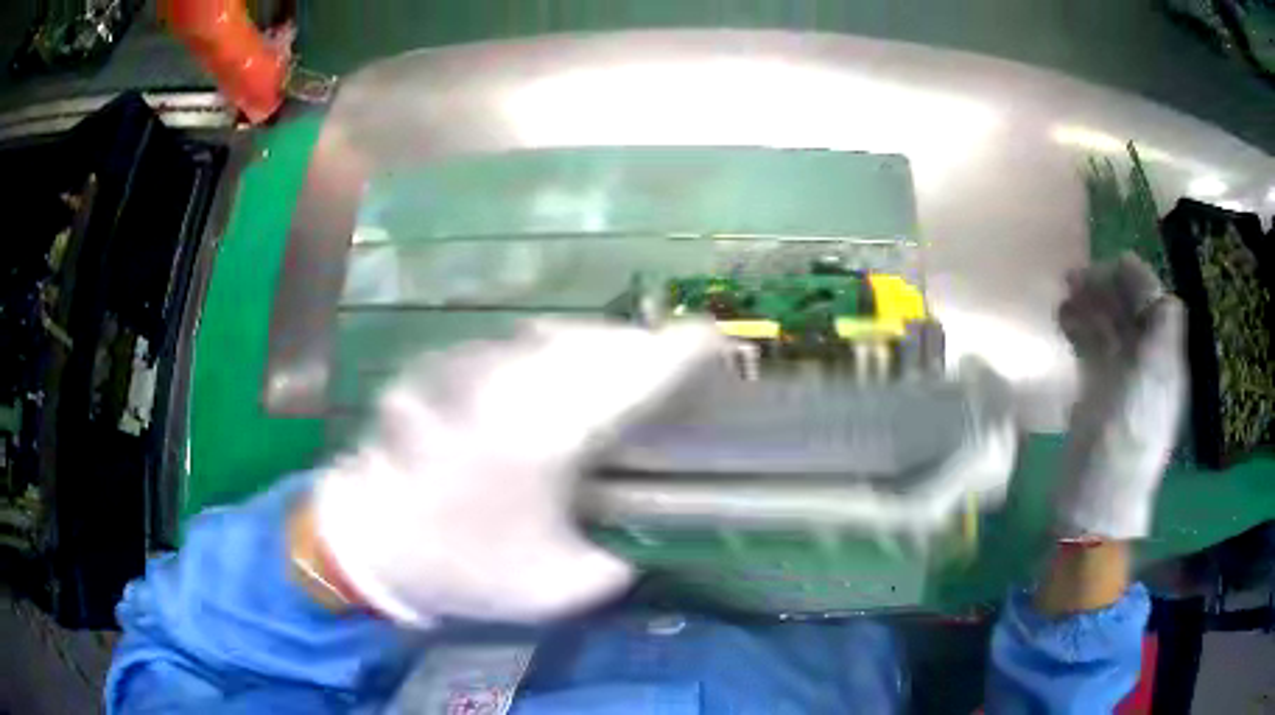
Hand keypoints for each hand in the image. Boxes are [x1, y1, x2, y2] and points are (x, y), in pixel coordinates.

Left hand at [308, 320, 722, 624]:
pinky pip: (507, 346)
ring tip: (615, 365)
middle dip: (639, 347)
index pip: (632, 376)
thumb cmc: (462, 567)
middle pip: (595, 342)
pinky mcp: (440, 369)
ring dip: (591, 345)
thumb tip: (647, 546)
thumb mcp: (557, 587)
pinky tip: (546, 370)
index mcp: (546, 439)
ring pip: (549, 336)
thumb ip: (617, 566)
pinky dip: (539, 352)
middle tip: (667, 362)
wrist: (371, 545)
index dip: (680, 352)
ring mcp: (468, 370)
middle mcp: (509, 387)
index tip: (715, 341)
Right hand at [1055, 254, 1185, 539]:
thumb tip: (1161, 293)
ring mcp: (1120, 379)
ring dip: (1088, 307)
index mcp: (1164, 360)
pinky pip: (1091, 349)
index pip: (1156, 303)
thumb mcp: (1153, 383)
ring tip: (1063, 297)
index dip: (1135, 282)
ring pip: (1108, 328)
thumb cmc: (1126, 440)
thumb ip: (1161, 334)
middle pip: (1131, 312)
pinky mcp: (1097, 393)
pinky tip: (1062, 323)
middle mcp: (1146, 363)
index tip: (1106, 268)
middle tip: (1072, 279)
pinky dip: (1078, 331)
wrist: (1096, 498)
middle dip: (1105, 289)